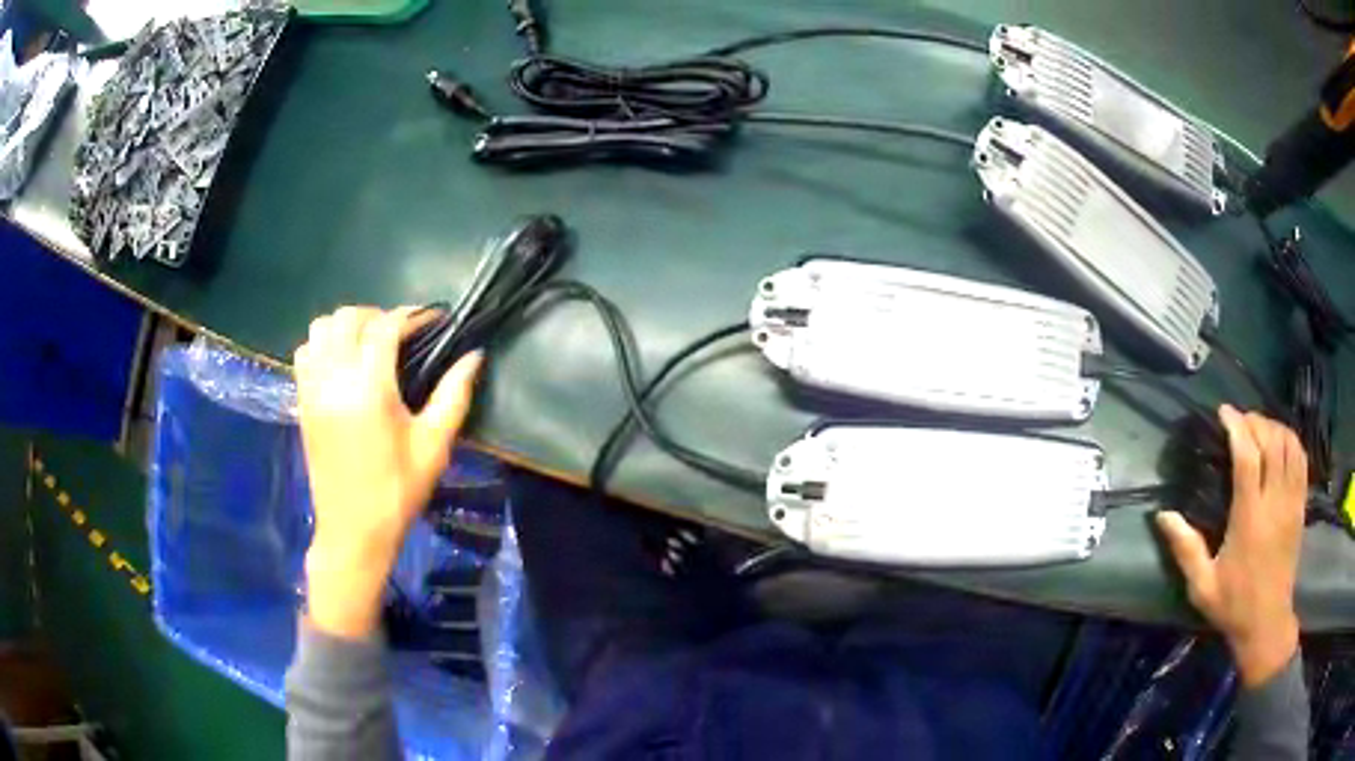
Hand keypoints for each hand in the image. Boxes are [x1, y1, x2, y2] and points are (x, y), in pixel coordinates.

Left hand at [294, 306, 483, 638]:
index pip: (385, 327)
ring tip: (368, 346)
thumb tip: (474, 356)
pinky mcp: (302, 402)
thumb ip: (454, 394)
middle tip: (401, 335)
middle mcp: (334, 378)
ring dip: (346, 326)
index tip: (434, 321)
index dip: (412, 316)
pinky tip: (341, 364)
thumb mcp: (434, 445)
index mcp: (369, 387)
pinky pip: (305, 353)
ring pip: (320, 329)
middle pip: (348, 317)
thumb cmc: (398, 490)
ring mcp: (312, 389)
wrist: (353, 531)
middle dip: (377, 316)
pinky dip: (322, 345)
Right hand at [1155, 404, 1306, 687]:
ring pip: (1289, 444)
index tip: (1224, 412)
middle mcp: (1274, 502)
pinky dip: (1291, 441)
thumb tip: (1162, 514)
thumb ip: (1185, 548)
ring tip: (1259, 430)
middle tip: (1240, 421)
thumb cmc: (1233, 605)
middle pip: (1271, 441)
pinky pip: (1301, 459)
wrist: (1267, 622)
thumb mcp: (1202, 586)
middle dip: (1255, 422)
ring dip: (1274, 428)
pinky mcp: (1301, 505)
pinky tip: (1280, 444)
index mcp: (1249, 518)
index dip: (1237, 426)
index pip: (1248, 456)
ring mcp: (1291, 502)